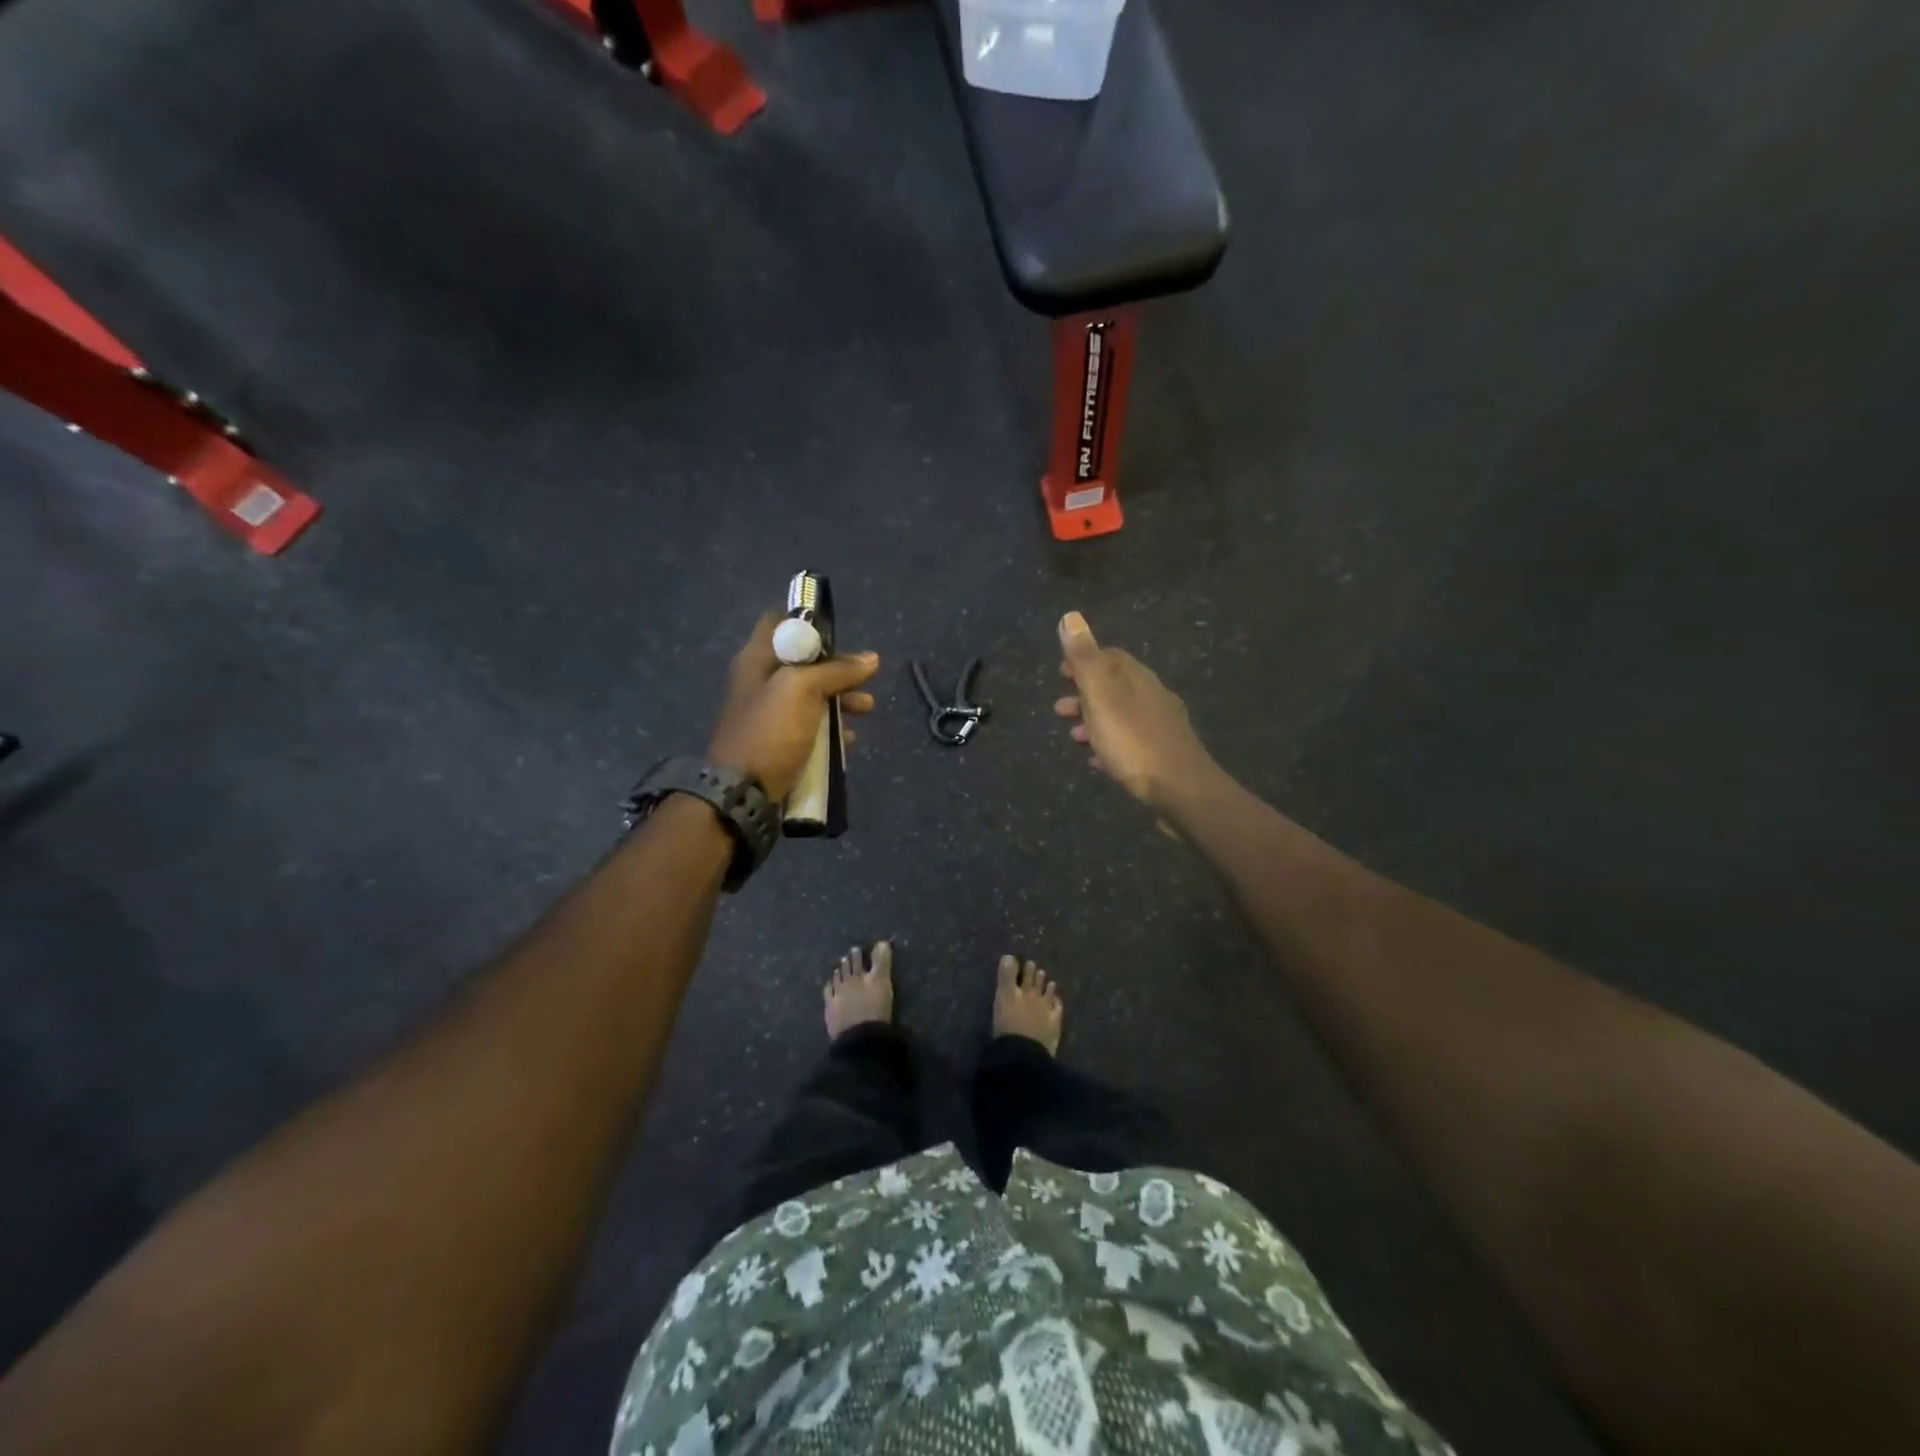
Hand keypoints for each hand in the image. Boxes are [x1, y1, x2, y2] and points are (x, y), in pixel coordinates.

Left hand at [709, 612, 877, 801]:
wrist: (741, 794)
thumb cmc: (770, 731)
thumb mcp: (803, 690)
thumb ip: (836, 671)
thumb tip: (871, 659)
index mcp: (756, 660)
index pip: (779, 623)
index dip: (809, 622)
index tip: (840, 635)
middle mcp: (760, 682)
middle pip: (804, 662)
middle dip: (838, 668)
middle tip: (865, 678)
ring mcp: (769, 715)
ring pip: (811, 696)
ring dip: (841, 700)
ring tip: (867, 709)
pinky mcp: (779, 743)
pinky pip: (810, 727)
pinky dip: (831, 729)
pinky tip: (849, 740)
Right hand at [1053, 611, 1215, 812]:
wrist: (1181, 789)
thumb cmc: (1133, 740)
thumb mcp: (1101, 696)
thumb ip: (1084, 659)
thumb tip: (1070, 616)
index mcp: (1137, 678)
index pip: (1110, 656)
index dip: (1083, 661)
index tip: (1060, 672)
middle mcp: (1152, 696)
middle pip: (1114, 687)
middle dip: (1084, 695)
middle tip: (1060, 710)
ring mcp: (1161, 726)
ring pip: (1120, 716)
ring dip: (1094, 721)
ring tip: (1073, 737)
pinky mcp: (1163, 755)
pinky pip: (1130, 743)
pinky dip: (1110, 744)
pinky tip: (1098, 761)